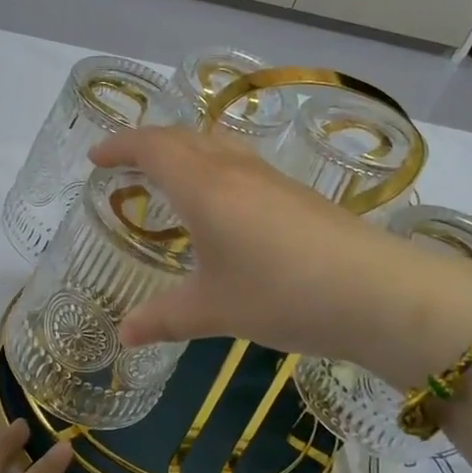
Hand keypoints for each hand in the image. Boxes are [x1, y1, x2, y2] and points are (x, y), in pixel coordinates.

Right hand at [89, 127, 471, 371]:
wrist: (376, 292)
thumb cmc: (280, 293)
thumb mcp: (214, 310)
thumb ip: (163, 318)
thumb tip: (122, 336)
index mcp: (202, 186)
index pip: (150, 147)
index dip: (119, 145)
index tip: (95, 157)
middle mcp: (232, 169)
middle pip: (180, 136)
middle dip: (145, 143)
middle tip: (122, 164)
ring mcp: (268, 176)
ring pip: (213, 143)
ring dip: (182, 149)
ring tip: (165, 175)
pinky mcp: (294, 191)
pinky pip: (237, 161)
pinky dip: (210, 164)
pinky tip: (219, 201)